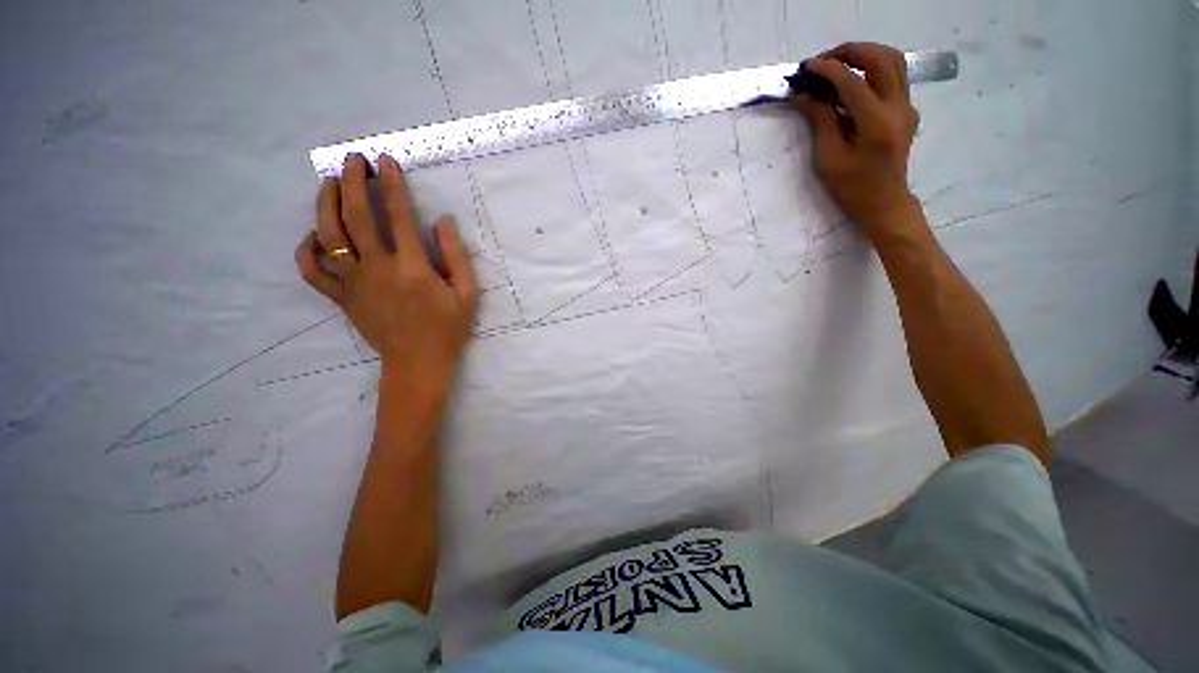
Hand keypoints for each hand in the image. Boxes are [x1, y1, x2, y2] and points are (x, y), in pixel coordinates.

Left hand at [295, 153, 479, 388]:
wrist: (417, 363)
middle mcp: (378, 269)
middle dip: (351, 182)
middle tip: (352, 160)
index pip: (398, 215)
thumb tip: (443, 221)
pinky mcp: (341, 298)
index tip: (385, 161)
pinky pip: (312, 270)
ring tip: (330, 183)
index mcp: (413, 268)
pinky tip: (315, 236)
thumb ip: (457, 256)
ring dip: (325, 204)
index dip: (391, 184)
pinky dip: (307, 249)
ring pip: (328, 236)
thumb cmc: (447, 328)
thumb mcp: (468, 294)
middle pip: (355, 216)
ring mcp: (354, 283)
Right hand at [793, 43, 921, 237]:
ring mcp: (906, 106)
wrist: (884, 202)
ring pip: (892, 61)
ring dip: (864, 55)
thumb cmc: (851, 187)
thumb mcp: (828, 158)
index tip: (805, 68)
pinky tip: (851, 83)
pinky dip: (871, 69)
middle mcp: (898, 106)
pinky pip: (893, 76)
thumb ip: (819, 121)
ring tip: (836, 65)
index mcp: (876, 122)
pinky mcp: (906, 109)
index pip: (851, 81)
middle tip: (822, 62)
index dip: (826, 70)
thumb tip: (803, 94)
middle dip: (849, 52)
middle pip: (880, 58)